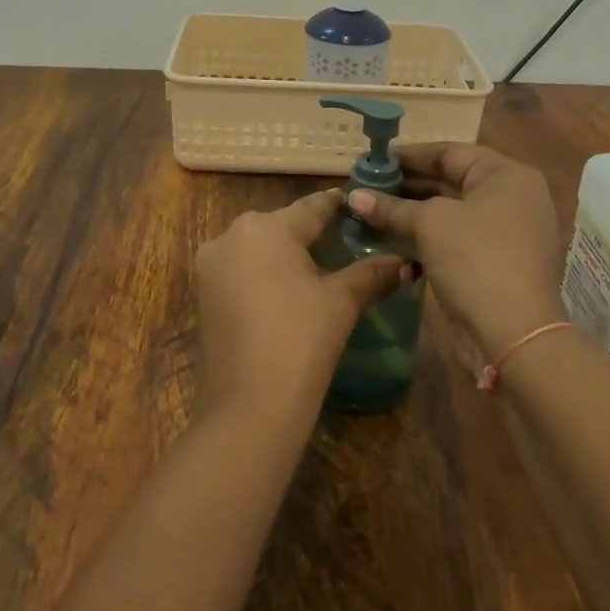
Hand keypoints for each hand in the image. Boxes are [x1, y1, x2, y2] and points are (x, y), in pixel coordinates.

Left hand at [194, 189, 405, 425]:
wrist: (247, 406)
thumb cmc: (301, 341)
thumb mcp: (341, 302)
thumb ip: (372, 274)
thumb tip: (407, 263)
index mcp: (267, 227)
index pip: (312, 207)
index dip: (336, 205)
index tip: (355, 204)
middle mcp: (232, 235)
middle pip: (281, 225)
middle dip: (309, 232)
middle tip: (342, 241)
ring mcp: (211, 264)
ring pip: (257, 247)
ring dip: (284, 254)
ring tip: (316, 268)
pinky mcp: (202, 293)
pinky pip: (240, 270)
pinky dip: (263, 274)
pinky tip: (285, 291)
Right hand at [348, 143, 565, 359]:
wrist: (511, 334)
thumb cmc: (475, 259)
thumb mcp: (431, 223)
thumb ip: (392, 207)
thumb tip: (353, 196)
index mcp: (506, 176)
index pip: (450, 152)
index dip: (409, 155)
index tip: (373, 159)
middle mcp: (508, 198)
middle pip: (449, 181)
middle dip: (405, 184)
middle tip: (364, 185)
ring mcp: (501, 233)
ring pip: (447, 212)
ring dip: (408, 211)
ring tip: (367, 208)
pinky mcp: (488, 262)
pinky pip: (450, 237)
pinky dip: (421, 235)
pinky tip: (386, 235)